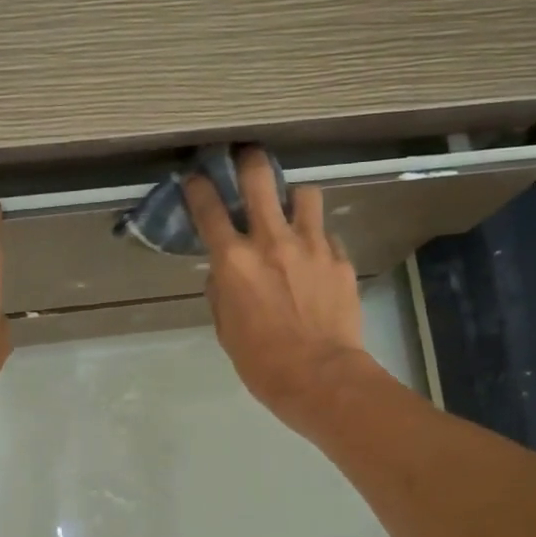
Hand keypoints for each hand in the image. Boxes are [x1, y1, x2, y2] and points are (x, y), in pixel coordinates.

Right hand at [185, 150, 372, 427]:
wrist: (322, 378)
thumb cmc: (262, 362)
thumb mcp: (226, 330)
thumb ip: (221, 291)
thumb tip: (224, 272)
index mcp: (234, 261)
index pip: (208, 209)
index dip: (198, 188)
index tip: (195, 178)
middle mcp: (272, 241)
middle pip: (260, 179)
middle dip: (250, 161)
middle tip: (248, 158)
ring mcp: (312, 246)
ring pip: (305, 194)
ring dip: (294, 199)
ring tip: (293, 213)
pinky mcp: (340, 259)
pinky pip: (328, 235)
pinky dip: (319, 240)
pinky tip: (317, 259)